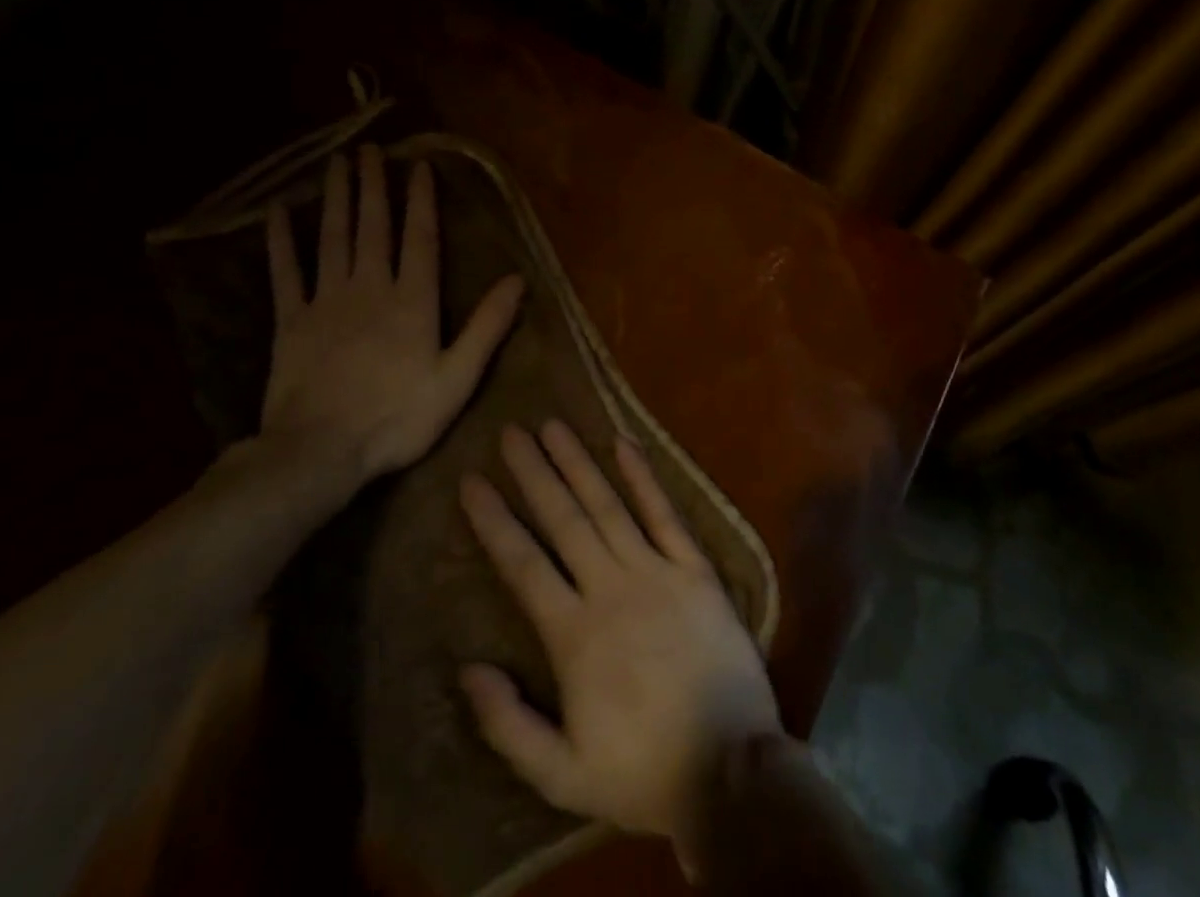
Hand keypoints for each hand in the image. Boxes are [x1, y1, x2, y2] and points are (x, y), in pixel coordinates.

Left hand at [261, 146, 524, 493]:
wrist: (319, 452)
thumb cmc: (397, 418)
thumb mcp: (457, 378)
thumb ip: (487, 326)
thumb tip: (517, 280)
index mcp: (412, 300)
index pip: (420, 238)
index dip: (420, 200)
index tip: (418, 166)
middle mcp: (369, 287)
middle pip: (373, 226)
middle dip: (373, 185)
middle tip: (370, 150)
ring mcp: (326, 301)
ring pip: (332, 238)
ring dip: (336, 198)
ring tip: (337, 164)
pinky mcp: (290, 321)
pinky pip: (285, 272)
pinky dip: (281, 241)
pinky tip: (277, 213)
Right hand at [459, 422, 780, 873]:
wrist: (731, 770)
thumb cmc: (642, 772)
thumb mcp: (561, 774)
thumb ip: (508, 725)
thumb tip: (468, 669)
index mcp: (574, 634)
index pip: (523, 563)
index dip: (495, 520)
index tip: (472, 480)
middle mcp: (611, 588)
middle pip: (564, 519)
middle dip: (534, 473)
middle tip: (511, 432)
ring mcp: (657, 572)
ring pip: (609, 506)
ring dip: (579, 463)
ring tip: (554, 425)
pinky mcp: (695, 569)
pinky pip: (666, 514)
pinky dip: (645, 477)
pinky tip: (625, 443)